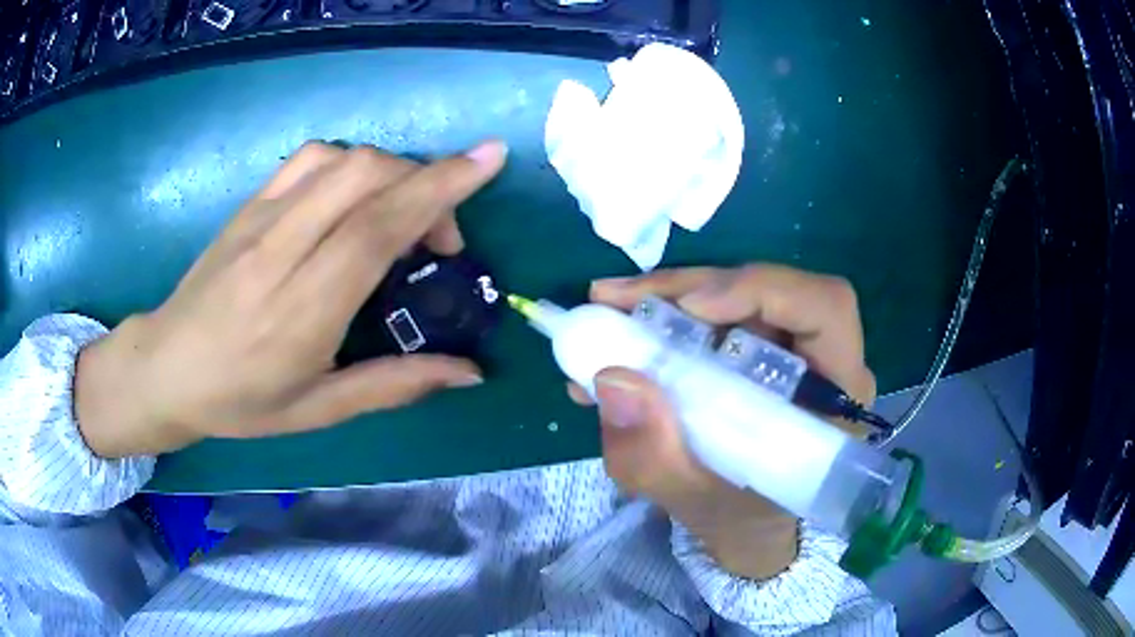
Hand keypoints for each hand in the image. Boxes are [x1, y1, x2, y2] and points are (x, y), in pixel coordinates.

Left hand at [75, 140, 507, 458]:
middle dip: (424, 181)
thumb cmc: (241, 400)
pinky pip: (309, 160)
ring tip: (397, 216)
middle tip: (438, 237)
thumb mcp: (318, 410)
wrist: (166, 367)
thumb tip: (469, 372)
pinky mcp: (248, 205)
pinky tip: (352, 200)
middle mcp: (281, 251)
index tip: (489, 160)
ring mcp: (260, 219)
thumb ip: (394, 385)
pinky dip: (349, 166)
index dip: (438, 188)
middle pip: (364, 176)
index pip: (376, 229)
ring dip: (388, 173)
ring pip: (340, 159)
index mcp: (301, 312)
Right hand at [575, 265, 874, 579]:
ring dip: (669, 296)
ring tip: (608, 309)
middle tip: (616, 300)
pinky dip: (666, 314)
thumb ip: (655, 457)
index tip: (690, 307)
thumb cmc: (739, 518)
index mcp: (834, 397)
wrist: (747, 523)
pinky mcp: (759, 345)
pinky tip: (623, 329)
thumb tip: (613, 379)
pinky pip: (716, 312)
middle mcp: (821, 358)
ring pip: (736, 293)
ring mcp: (790, 346)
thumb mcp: (693, 501)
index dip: (761, 291)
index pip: (824, 308)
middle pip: (769, 289)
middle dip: (689, 287)